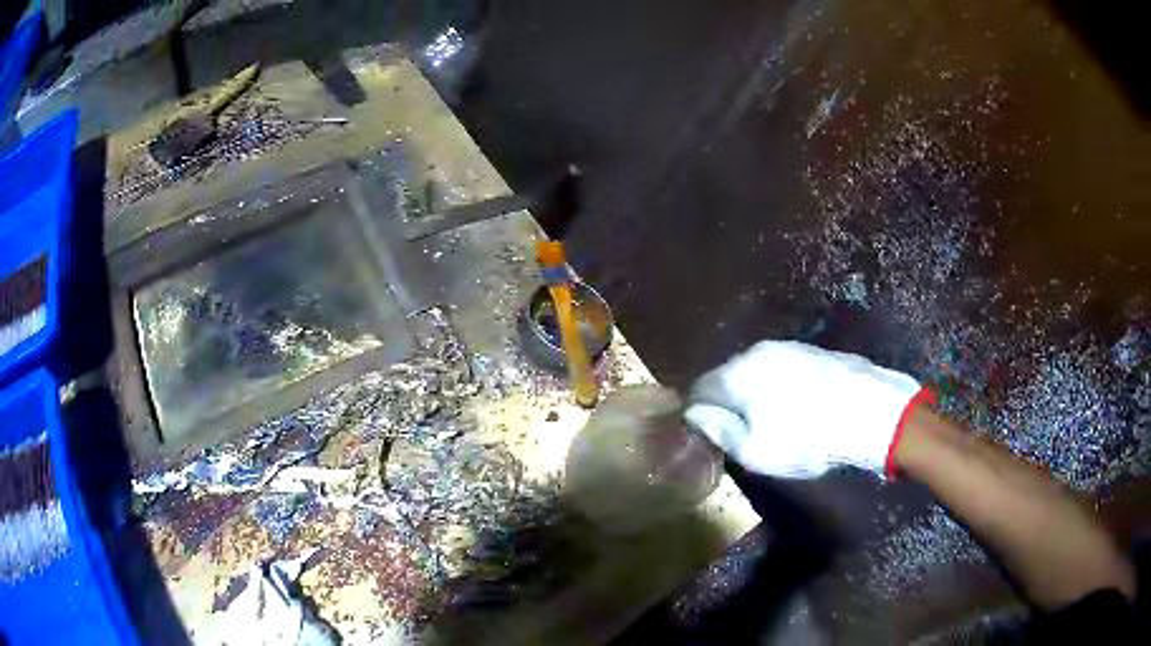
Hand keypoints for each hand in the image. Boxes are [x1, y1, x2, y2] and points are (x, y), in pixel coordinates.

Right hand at [684, 340, 926, 477]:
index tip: (710, 435)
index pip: (700, 388)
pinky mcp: (817, 353)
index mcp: (738, 372)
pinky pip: (786, 371)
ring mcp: (792, 348)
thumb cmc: (807, 439)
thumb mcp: (754, 451)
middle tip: (743, 433)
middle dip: (730, 402)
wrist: (873, 413)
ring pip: (760, 372)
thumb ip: (719, 430)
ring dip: (758, 394)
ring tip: (775, 423)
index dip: (700, 413)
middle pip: (730, 376)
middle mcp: (760, 351)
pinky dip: (784, 388)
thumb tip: (695, 413)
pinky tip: (802, 409)